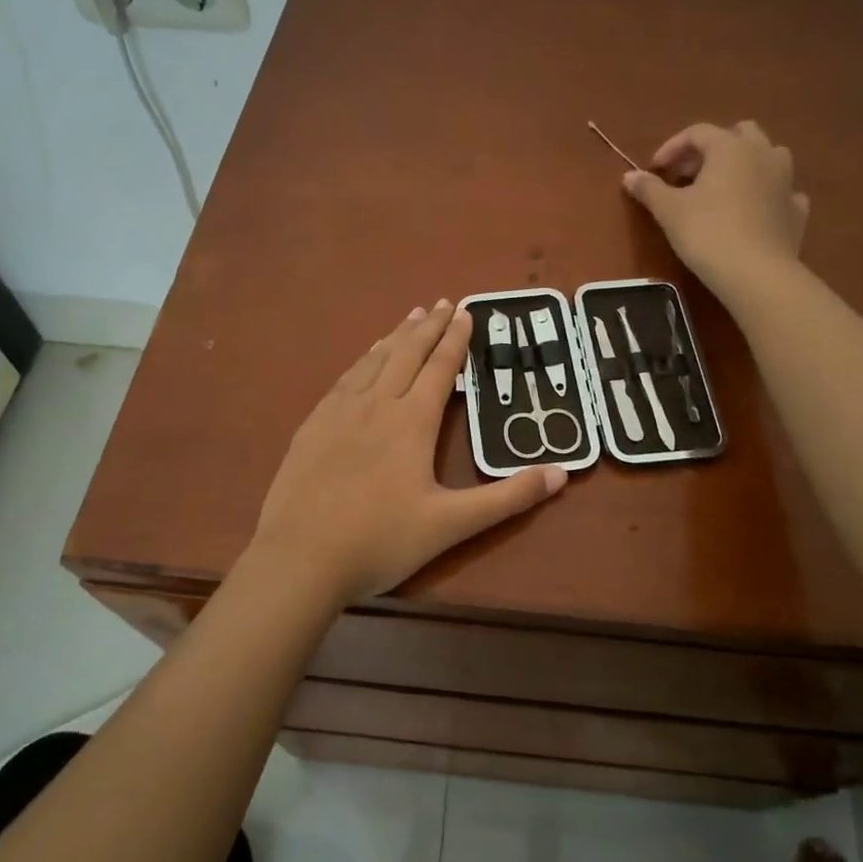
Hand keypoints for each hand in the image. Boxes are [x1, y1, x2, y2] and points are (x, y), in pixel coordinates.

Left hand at [251, 300, 566, 606]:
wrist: (300, 559)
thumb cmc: (380, 541)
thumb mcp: (452, 524)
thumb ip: (507, 498)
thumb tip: (562, 474)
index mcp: (411, 421)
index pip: (440, 368)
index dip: (455, 339)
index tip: (466, 311)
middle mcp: (376, 404)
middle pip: (406, 354)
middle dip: (428, 327)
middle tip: (443, 302)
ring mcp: (338, 413)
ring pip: (373, 361)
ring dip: (395, 336)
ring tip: (410, 317)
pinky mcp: (311, 426)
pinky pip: (344, 379)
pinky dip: (362, 360)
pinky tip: (363, 360)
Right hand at [622, 121, 810, 300]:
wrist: (756, 273)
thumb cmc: (707, 233)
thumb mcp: (669, 211)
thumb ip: (649, 189)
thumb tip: (629, 176)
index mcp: (730, 147)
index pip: (697, 132)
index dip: (672, 147)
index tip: (655, 170)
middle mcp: (763, 153)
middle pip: (738, 134)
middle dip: (711, 149)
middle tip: (689, 175)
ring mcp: (786, 181)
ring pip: (766, 156)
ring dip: (743, 164)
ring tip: (721, 189)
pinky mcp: (797, 210)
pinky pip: (781, 191)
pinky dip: (765, 194)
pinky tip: (753, 210)